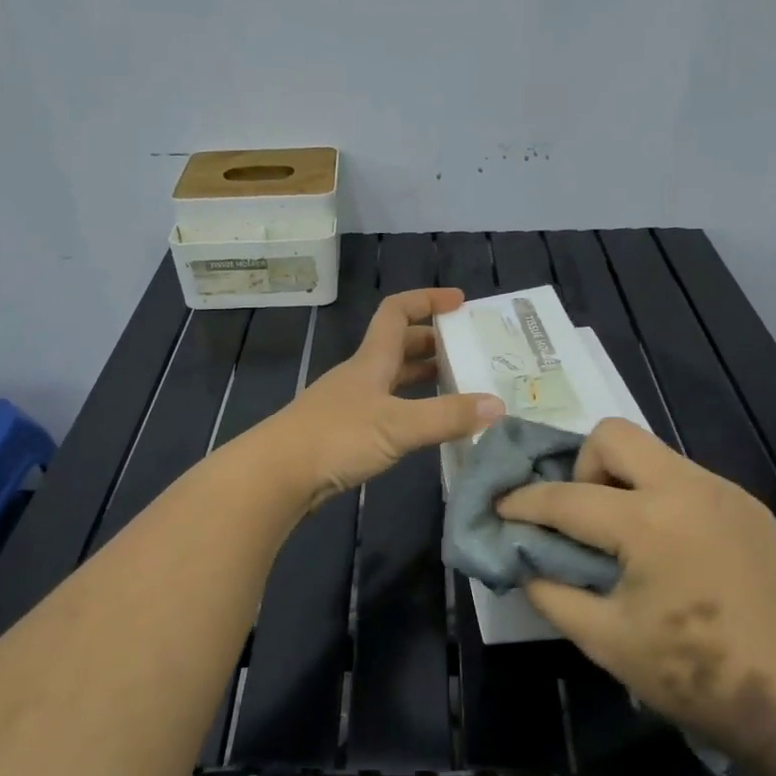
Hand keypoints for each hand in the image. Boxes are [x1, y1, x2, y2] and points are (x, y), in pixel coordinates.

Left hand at [258, 289, 503, 509]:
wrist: (277, 474)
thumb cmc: (336, 437)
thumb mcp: (398, 425)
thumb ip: (447, 416)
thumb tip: (498, 405)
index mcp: (372, 360)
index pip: (397, 312)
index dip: (427, 300)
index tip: (460, 302)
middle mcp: (361, 375)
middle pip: (398, 345)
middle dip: (433, 342)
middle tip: (469, 352)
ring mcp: (351, 404)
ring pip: (393, 379)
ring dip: (423, 377)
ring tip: (459, 387)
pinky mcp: (346, 433)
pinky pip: (387, 408)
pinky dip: (411, 408)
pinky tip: (425, 427)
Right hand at [497, 418, 775, 768]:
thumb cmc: (698, 677)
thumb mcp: (607, 642)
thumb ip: (552, 593)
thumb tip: (522, 561)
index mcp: (649, 524)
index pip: (566, 497)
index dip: (524, 502)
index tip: (499, 508)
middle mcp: (687, 489)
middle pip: (612, 436)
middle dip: (580, 467)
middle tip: (579, 516)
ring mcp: (724, 492)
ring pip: (652, 452)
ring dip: (621, 481)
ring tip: (621, 535)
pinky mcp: (748, 506)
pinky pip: (684, 478)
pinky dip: (657, 497)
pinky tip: (666, 548)